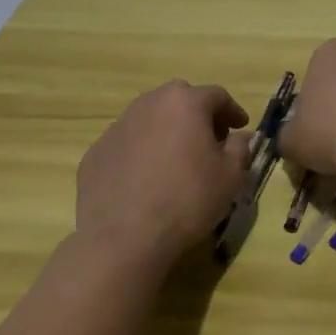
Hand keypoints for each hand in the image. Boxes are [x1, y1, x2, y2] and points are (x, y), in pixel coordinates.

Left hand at [75, 82, 250, 263]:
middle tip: (209, 140)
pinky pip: (127, 143)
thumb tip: (239, 136)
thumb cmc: (187, 200)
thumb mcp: (231, 176)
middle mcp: (148, 104)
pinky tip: (146, 179)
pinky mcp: (95, 153)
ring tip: (176, 159)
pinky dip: (140, 152)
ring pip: (149, 118)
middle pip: (179, 99)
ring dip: (166, 131)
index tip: (240, 127)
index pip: (216, 95)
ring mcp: (117, 127)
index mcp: (185, 103)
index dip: (232, 110)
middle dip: (197, 114)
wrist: (123, 239)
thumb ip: (240, 148)